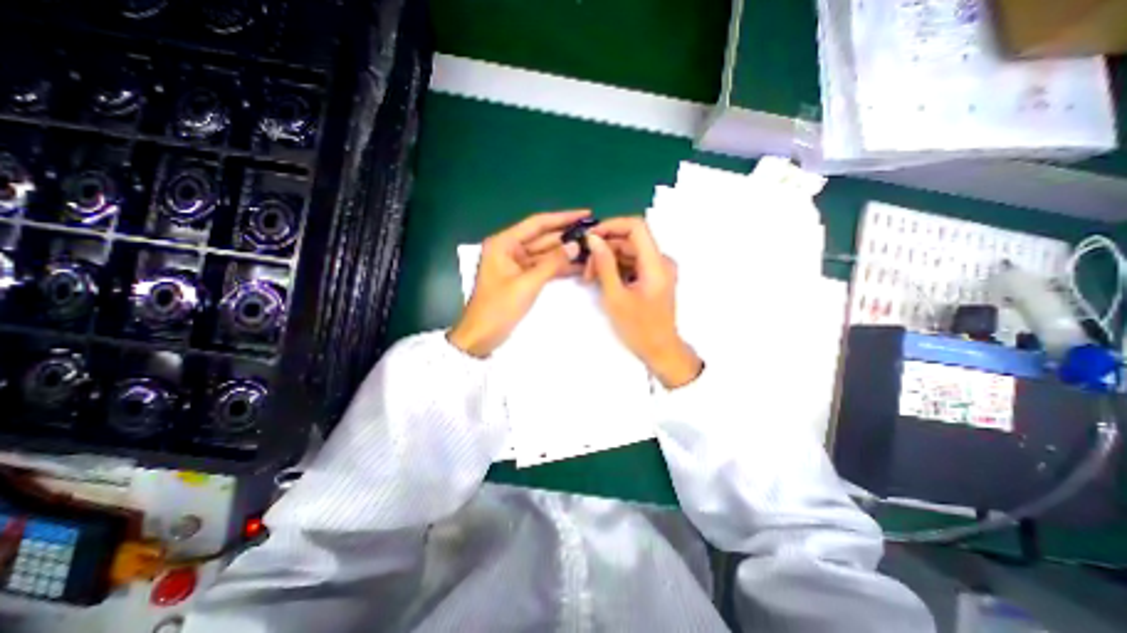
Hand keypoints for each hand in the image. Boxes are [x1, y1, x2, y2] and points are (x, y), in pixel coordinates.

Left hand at [450, 210, 590, 357]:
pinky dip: (558, 267)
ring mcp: (516, 264)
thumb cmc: (498, 308)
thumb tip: (575, 245)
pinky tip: (578, 265)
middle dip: (567, 236)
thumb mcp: (527, 284)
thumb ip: (552, 263)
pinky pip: (543, 267)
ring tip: (591, 248)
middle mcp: (510, 249)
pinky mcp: (522, 278)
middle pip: (543, 237)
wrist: (481, 337)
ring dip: (565, 252)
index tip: (585, 214)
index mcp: (504, 243)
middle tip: (593, 233)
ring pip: (545, 253)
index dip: (562, 218)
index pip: (537, 223)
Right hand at [586, 219, 700, 387]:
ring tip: (590, 278)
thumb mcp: (616, 297)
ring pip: (629, 252)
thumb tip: (593, 239)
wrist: (660, 350)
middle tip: (586, 269)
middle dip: (605, 248)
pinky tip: (602, 281)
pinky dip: (616, 268)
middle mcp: (661, 261)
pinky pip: (632, 263)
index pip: (636, 226)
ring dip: (608, 260)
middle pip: (630, 240)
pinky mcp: (654, 277)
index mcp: (656, 263)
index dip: (611, 225)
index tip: (590, 237)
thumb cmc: (639, 329)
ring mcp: (658, 269)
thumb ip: (604, 265)